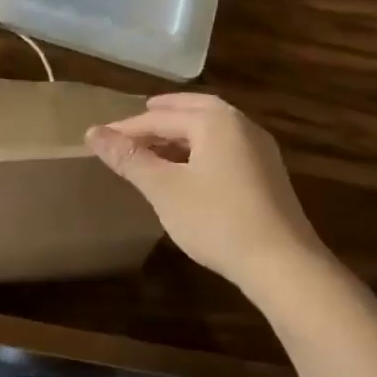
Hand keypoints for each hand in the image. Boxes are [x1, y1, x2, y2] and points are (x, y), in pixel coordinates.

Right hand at [86, 93, 324, 291]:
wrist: (284, 265)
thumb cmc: (217, 220)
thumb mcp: (164, 189)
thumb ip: (129, 158)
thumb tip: (92, 133)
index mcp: (215, 120)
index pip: (160, 118)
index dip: (127, 129)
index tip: (100, 138)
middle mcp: (240, 124)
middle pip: (192, 110)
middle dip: (162, 116)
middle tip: (137, 122)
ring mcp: (260, 149)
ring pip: (212, 128)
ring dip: (183, 131)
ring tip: (159, 144)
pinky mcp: (269, 173)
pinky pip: (226, 146)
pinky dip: (202, 147)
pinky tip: (191, 168)